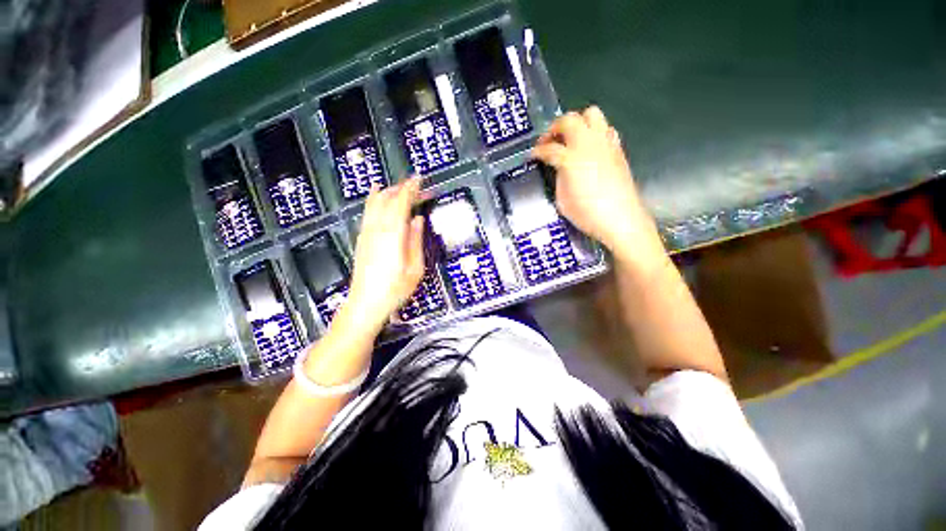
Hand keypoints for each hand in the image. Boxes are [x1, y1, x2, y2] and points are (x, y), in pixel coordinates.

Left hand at [341, 178, 424, 331]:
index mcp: (393, 235)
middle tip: (415, 184)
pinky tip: (376, 194)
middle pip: (387, 199)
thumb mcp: (415, 268)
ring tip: (398, 185)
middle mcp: (377, 230)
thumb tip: (417, 220)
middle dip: (401, 187)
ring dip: (388, 191)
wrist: (365, 304)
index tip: (419, 179)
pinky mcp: (361, 239)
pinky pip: (367, 212)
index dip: (411, 189)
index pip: (401, 203)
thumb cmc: (394, 289)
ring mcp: (366, 234)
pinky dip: (373, 200)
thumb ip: (415, 241)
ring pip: (375, 203)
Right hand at [532, 107, 662, 261]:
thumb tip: (559, 168)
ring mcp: (605, 143)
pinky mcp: (617, 149)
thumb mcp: (562, 199)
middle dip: (555, 128)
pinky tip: (590, 147)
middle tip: (549, 141)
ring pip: (591, 114)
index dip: (537, 151)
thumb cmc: (587, 214)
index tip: (533, 155)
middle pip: (569, 120)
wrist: (620, 219)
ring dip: (577, 123)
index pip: (548, 148)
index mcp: (570, 159)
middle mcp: (588, 144)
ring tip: (570, 139)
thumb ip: (558, 178)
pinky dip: (594, 132)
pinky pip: (606, 128)